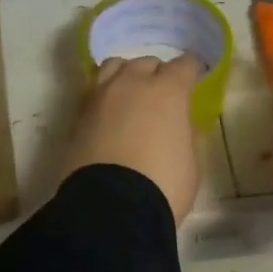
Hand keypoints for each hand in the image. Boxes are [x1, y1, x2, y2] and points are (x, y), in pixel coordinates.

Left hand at [63, 53, 204, 223]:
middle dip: (157, 74)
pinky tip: (111, 115)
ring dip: (126, 76)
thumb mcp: (191, 163)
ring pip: (114, 68)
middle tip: (162, 95)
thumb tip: (181, 125)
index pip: (184, 65)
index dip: (192, 70)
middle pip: (146, 63)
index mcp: (167, 92)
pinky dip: (106, 98)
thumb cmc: (163, 186)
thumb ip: (187, 136)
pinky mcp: (78, 117)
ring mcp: (100, 98)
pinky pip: (95, 93)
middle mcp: (132, 85)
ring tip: (131, 95)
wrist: (110, 208)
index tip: (195, 78)